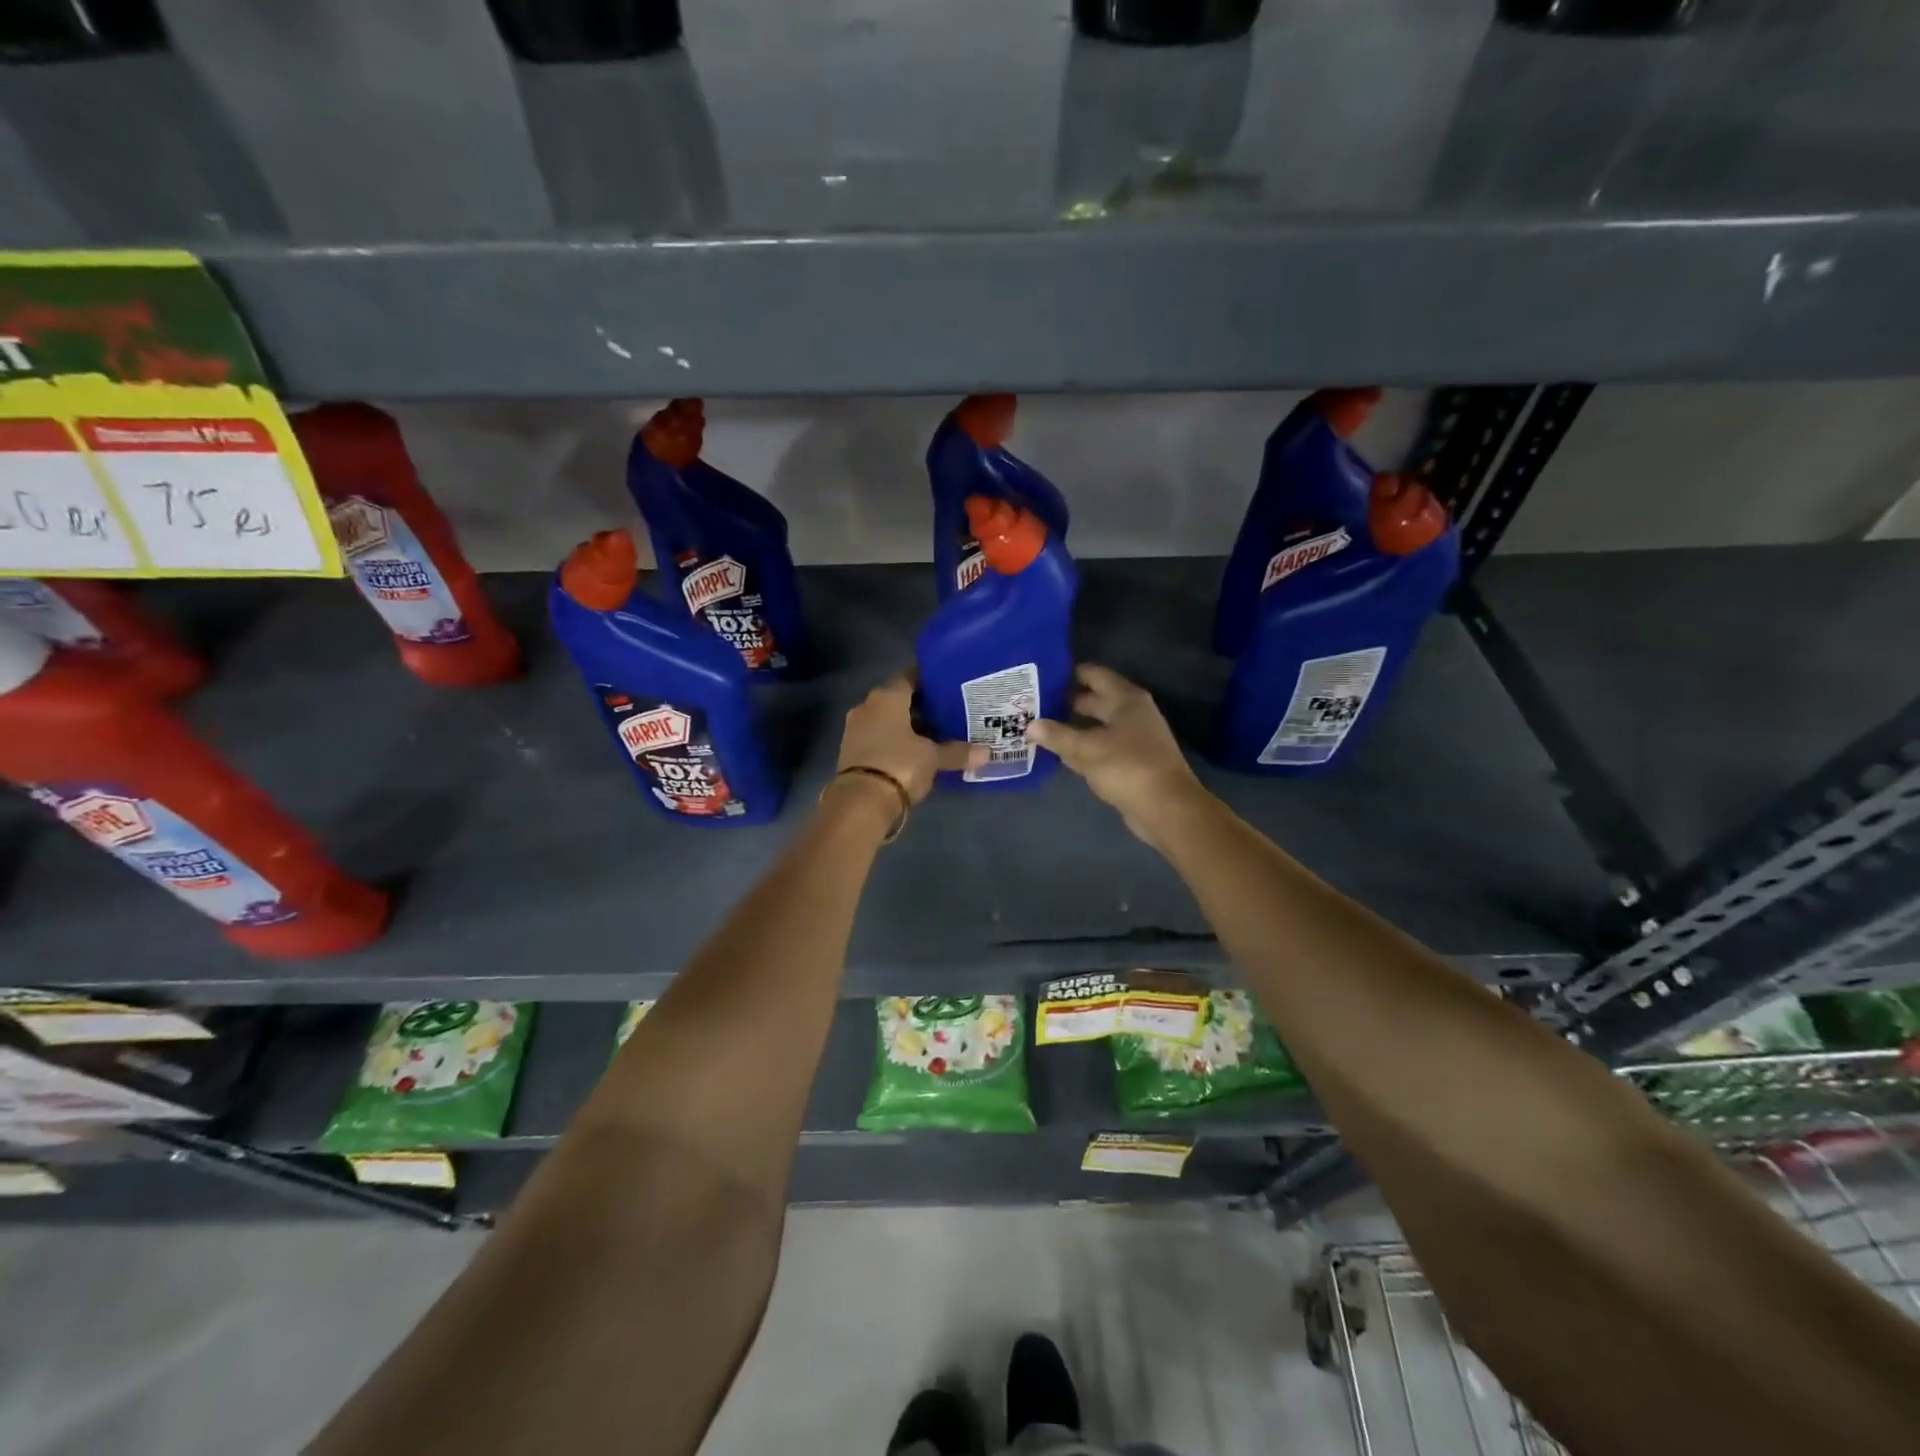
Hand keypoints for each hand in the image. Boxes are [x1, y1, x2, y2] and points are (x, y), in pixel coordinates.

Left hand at [836, 674, 983, 806]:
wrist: (860, 802)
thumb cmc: (900, 765)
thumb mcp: (933, 758)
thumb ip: (957, 752)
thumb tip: (987, 753)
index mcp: (887, 697)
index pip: (909, 677)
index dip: (929, 681)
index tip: (948, 687)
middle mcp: (867, 707)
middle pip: (898, 700)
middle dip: (921, 707)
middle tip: (948, 713)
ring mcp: (856, 730)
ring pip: (888, 721)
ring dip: (908, 727)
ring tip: (936, 735)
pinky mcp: (851, 753)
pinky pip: (879, 739)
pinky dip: (895, 743)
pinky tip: (915, 753)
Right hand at [1026, 664, 1207, 843]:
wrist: (1166, 808)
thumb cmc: (1128, 767)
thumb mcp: (1087, 749)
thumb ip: (1057, 735)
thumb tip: (1029, 725)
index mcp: (1126, 699)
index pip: (1094, 675)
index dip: (1068, 673)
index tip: (1041, 675)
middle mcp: (1132, 713)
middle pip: (1095, 700)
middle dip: (1066, 701)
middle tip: (1034, 702)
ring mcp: (1134, 738)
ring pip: (1097, 726)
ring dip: (1073, 726)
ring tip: (1040, 725)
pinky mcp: (1131, 762)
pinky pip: (1101, 747)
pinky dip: (1083, 747)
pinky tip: (1061, 752)